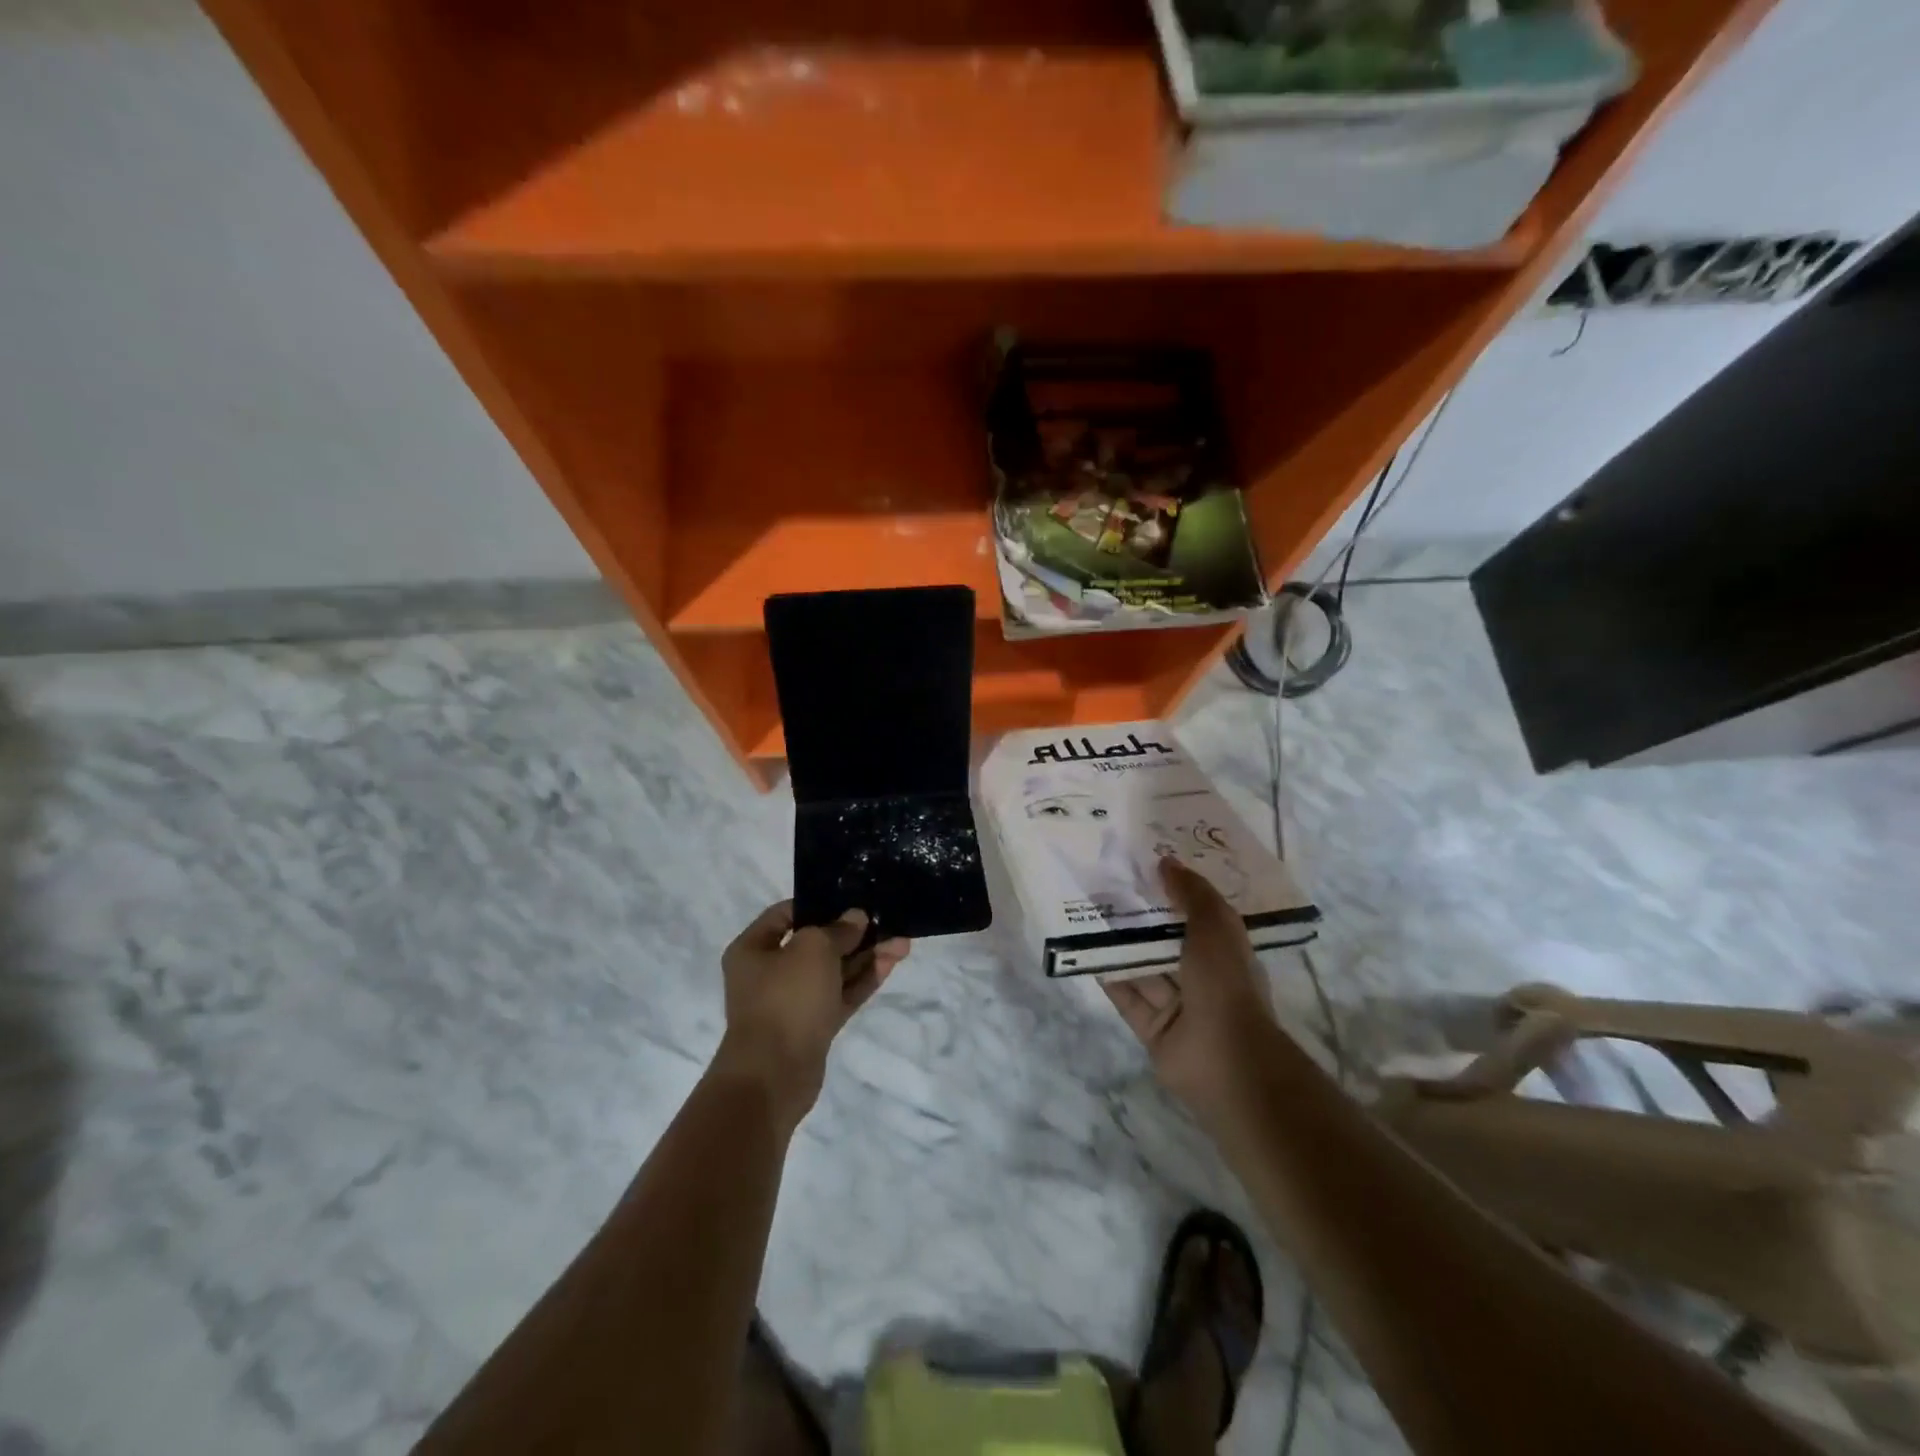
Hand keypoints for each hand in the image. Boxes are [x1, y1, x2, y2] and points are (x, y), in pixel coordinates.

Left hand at [715, 902, 910, 1127]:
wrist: (774, 1076)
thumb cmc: (785, 998)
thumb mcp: (813, 949)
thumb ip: (838, 930)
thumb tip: (856, 918)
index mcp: (753, 949)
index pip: (785, 915)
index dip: (817, 904)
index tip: (849, 899)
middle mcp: (770, 972)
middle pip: (815, 944)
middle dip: (852, 934)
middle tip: (885, 920)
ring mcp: (793, 1002)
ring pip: (834, 971)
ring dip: (865, 956)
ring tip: (902, 942)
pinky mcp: (814, 1026)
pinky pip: (841, 994)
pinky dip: (864, 980)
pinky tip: (890, 963)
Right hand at [1103, 858, 1276, 1126]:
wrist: (1225, 1059)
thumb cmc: (1225, 983)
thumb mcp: (1215, 925)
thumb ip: (1191, 893)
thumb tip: (1166, 861)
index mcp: (1225, 953)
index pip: (1199, 916)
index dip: (1176, 893)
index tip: (1147, 868)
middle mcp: (1203, 978)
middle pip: (1166, 942)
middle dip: (1142, 919)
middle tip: (1108, 888)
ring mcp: (1178, 1006)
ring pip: (1144, 968)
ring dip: (1121, 945)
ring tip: (1089, 913)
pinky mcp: (1152, 1029)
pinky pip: (1127, 997)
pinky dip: (1110, 977)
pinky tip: (1086, 952)